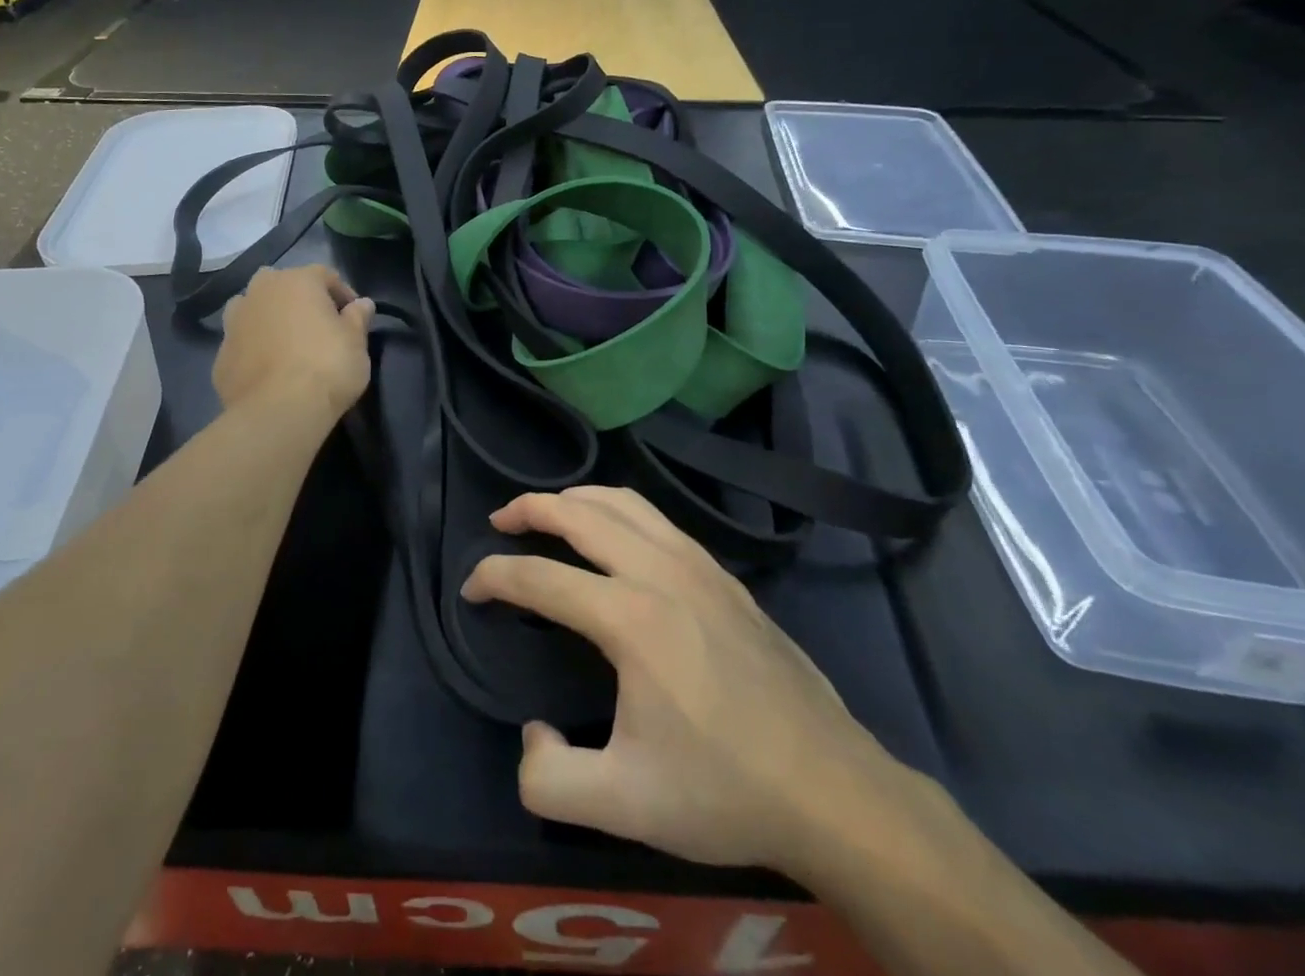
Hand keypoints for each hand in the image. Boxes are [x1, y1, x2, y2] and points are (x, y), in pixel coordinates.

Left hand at [214, 265, 373, 420]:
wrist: (279, 411)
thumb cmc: (327, 367)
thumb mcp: (357, 342)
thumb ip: (358, 318)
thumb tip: (363, 304)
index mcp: (297, 281)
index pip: (325, 275)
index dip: (343, 294)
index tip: (354, 316)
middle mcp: (261, 292)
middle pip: (283, 285)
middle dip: (299, 300)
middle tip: (317, 326)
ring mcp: (234, 322)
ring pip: (253, 308)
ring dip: (269, 318)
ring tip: (287, 344)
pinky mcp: (221, 354)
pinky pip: (242, 342)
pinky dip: (254, 348)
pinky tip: (268, 370)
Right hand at [462, 486, 907, 874]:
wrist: (833, 791)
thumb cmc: (725, 792)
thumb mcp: (623, 806)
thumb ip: (549, 779)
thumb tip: (533, 734)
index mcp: (630, 618)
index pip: (541, 578)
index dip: (495, 577)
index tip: (470, 590)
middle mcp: (659, 573)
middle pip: (579, 513)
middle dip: (530, 508)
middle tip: (500, 520)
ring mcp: (698, 566)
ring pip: (623, 502)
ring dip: (575, 498)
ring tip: (549, 511)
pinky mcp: (724, 576)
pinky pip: (657, 519)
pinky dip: (618, 508)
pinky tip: (615, 534)